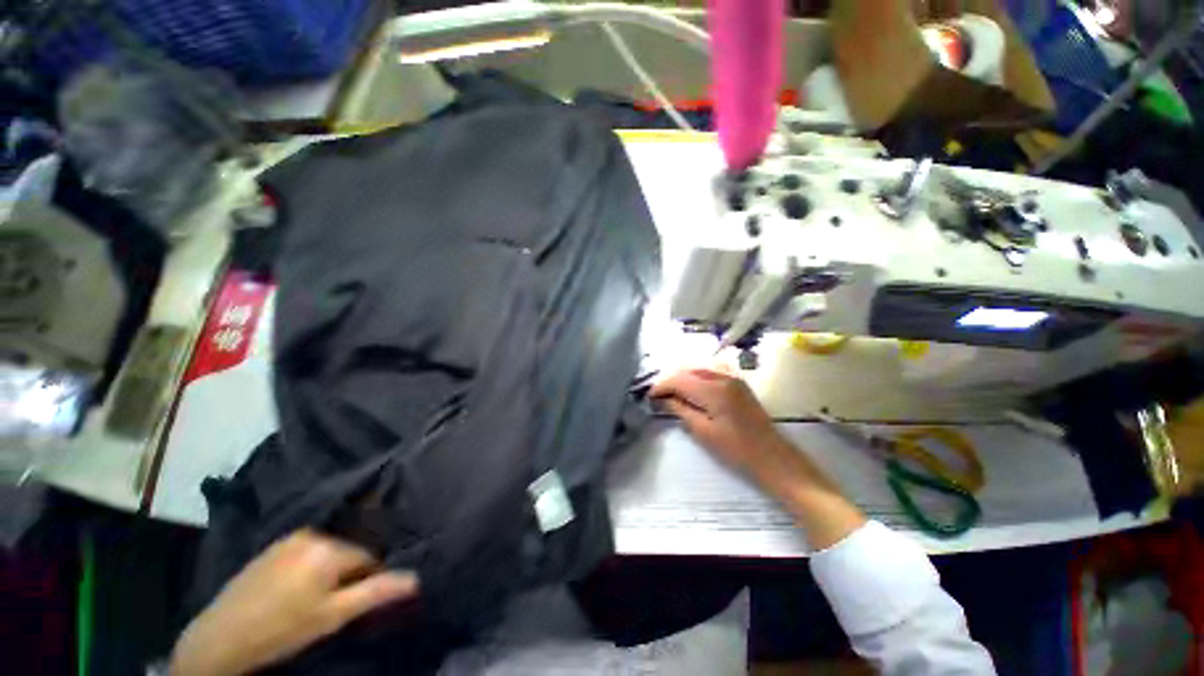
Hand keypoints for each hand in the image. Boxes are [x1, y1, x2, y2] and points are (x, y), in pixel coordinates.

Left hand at [170, 530, 418, 675]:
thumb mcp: (332, 616)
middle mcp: (313, 534)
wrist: (220, 638)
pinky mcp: (273, 546)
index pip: (369, 557)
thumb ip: (375, 593)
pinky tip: (294, 589)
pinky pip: (307, 550)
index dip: (366, 580)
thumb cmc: (282, 629)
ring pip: (328, 550)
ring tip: (312, 597)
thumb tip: (416, 578)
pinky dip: (310, 564)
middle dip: (347, 573)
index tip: (352, 603)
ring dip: (329, 569)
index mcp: (330, 548)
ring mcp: (290, 538)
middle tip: (331, 603)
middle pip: (348, 551)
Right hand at [650, 368, 784, 477]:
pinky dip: (696, 377)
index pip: (679, 379)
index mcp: (713, 389)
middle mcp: (722, 376)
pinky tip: (691, 389)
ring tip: (671, 393)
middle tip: (658, 395)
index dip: (661, 385)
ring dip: (682, 377)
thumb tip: (662, 398)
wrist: (772, 456)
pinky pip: (710, 371)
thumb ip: (680, 409)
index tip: (649, 396)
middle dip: (670, 380)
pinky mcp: (737, 382)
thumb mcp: (703, 431)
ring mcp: (732, 377)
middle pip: (687, 370)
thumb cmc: (736, 449)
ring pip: (698, 368)